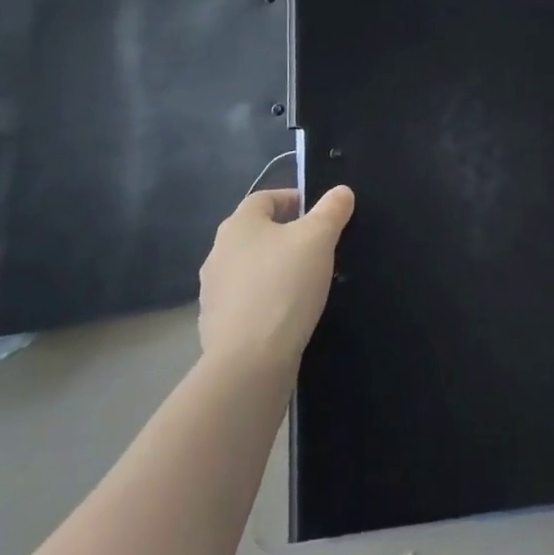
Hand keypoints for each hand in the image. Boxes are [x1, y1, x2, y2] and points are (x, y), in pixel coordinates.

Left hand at [198, 186, 355, 370]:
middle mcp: (218, 253)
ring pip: (250, 270)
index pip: (265, 198)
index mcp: (238, 225)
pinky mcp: (215, 328)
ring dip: (274, 271)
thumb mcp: (319, 239)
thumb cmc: (284, 286)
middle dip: (285, 237)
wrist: (249, 363)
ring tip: (306, 284)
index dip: (292, 199)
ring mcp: (212, 293)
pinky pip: (245, 304)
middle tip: (318, 249)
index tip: (319, 214)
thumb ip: (331, 210)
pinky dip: (265, 303)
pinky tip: (287, 317)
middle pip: (256, 234)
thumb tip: (341, 191)